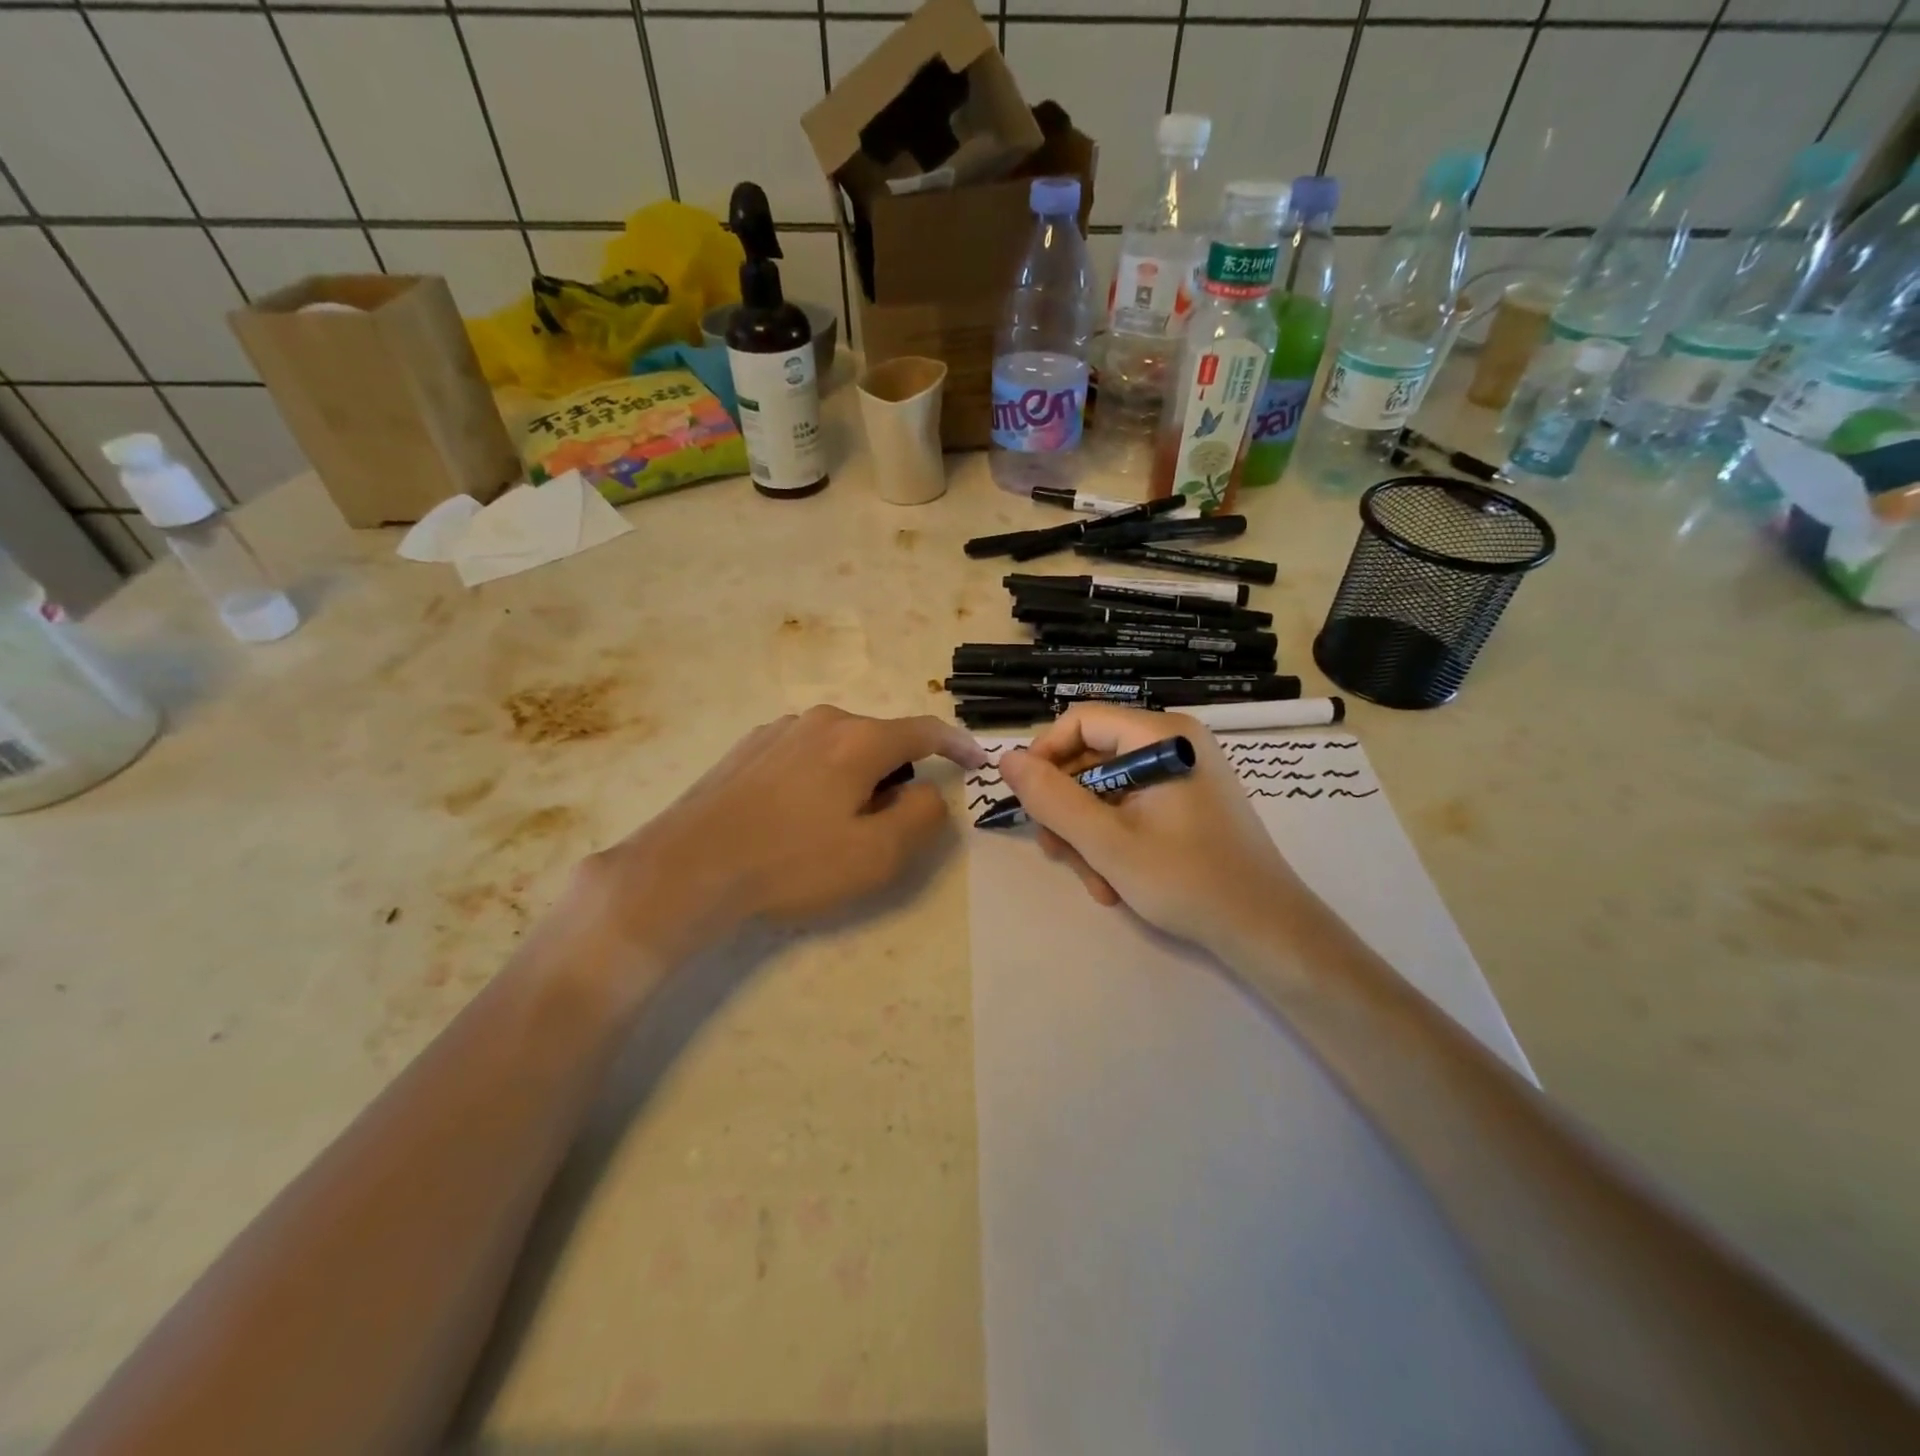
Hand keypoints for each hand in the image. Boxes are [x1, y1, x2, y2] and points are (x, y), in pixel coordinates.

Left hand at [569, 706, 986, 966]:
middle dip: (897, 774)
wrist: (687, 867)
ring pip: (840, 746)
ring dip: (855, 776)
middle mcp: (822, 720)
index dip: (957, 745)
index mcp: (859, 740)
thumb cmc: (791, 863)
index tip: (977, 761)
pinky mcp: (748, 747)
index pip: (925, 731)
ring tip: (835, 825)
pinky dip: (819, 777)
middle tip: (889, 823)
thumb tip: (927, 791)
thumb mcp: (876, 854)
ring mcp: (779, 730)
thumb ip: (921, 816)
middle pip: (880, 739)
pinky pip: (804, 754)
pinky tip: (795, 816)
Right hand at [997, 703, 1306, 955]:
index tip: (1027, 801)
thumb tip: (1006, 759)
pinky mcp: (1185, 801)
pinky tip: (1115, 883)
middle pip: (1091, 759)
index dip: (1044, 756)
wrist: (1267, 931)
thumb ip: (1052, 799)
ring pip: (1105, 790)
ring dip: (1088, 835)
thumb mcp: (1108, 842)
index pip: (1081, 721)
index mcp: (1162, 736)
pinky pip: (1130, 807)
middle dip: (1068, 810)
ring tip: (1096, 883)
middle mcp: (1173, 743)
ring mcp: (1181, 774)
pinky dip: (1113, 841)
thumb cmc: (1189, 881)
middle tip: (1058, 856)